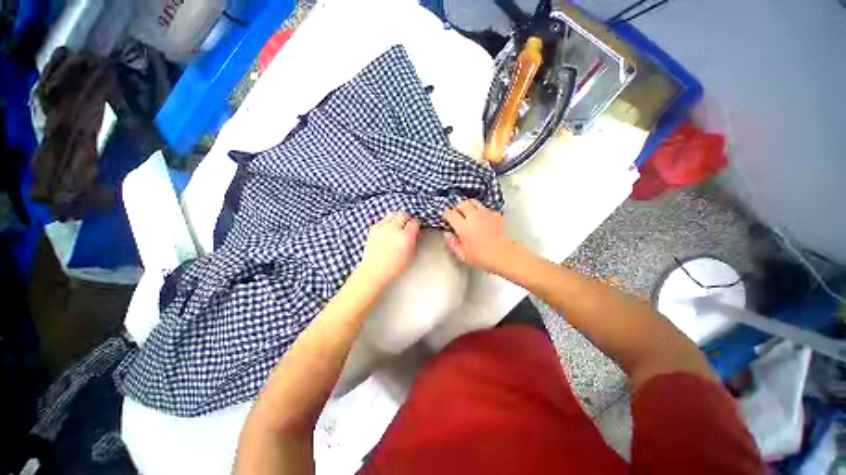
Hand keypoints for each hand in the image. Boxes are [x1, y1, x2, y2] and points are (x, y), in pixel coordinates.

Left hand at [358, 212, 419, 286]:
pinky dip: (387, 222)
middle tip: (408, 224)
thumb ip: (414, 241)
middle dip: (408, 219)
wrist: (374, 271)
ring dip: (397, 217)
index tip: (417, 227)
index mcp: (406, 237)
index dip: (417, 224)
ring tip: (398, 225)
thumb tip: (416, 232)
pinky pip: (383, 219)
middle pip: (403, 215)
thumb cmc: (394, 267)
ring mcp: (382, 227)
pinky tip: (388, 229)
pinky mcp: (373, 229)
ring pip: (392, 214)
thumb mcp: (410, 255)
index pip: (415, 222)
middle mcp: (394, 229)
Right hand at [443, 200, 518, 273]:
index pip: (450, 213)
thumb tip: (448, 236)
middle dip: (458, 208)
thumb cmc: (482, 257)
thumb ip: (453, 244)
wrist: (503, 255)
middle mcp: (473, 217)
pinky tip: (482, 219)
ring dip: (469, 207)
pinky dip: (481, 211)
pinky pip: (485, 208)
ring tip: (469, 214)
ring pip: (474, 202)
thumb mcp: (462, 255)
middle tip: (457, 215)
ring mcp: (485, 214)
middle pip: (462, 204)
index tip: (447, 220)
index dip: (447, 215)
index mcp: (463, 227)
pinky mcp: (495, 214)